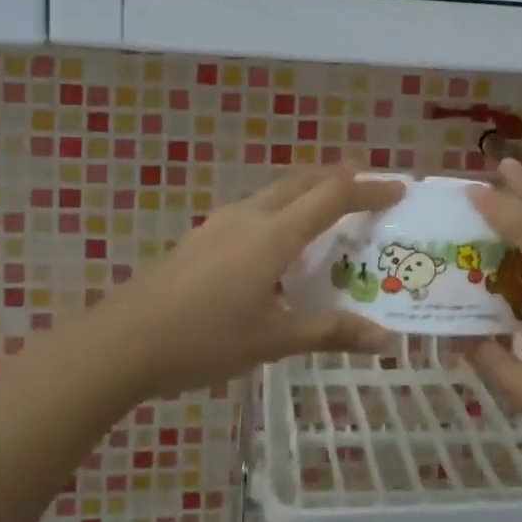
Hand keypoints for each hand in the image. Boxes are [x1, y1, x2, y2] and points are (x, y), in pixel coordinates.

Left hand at [104, 165, 405, 399]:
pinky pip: (254, 210)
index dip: (368, 188)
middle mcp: (249, 216)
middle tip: (368, 190)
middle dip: (338, 179)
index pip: (333, 196)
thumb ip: (330, 332)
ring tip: (328, 215)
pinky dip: (281, 212)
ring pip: (275, 193)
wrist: (122, 342)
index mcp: (274, 235)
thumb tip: (384, 339)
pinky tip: (278, 247)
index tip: (398, 189)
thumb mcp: (273, 340)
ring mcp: (219, 223)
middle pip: (302, 181)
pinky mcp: (201, 238)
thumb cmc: (204, 340)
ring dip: (307, 193)